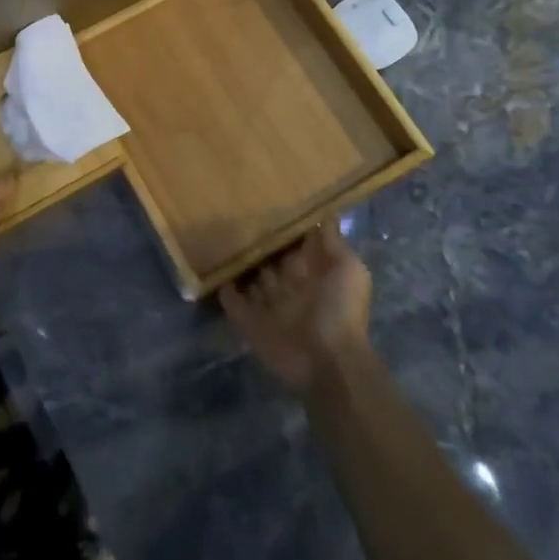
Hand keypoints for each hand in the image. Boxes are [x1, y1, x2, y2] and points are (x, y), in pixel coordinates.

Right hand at [219, 221, 372, 394]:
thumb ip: (332, 242)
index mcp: (311, 271)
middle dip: (255, 242)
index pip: (292, 243)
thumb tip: (322, 213)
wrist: (327, 361)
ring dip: (238, 262)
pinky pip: (232, 301)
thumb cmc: (340, 310)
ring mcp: (268, 304)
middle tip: (231, 213)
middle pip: (268, 258)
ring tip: (215, 236)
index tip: (263, 199)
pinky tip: (210, 268)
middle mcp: (288, 285)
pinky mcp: (250, 321)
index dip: (281, 225)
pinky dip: (223, 288)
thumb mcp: (348, 268)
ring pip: (249, 278)